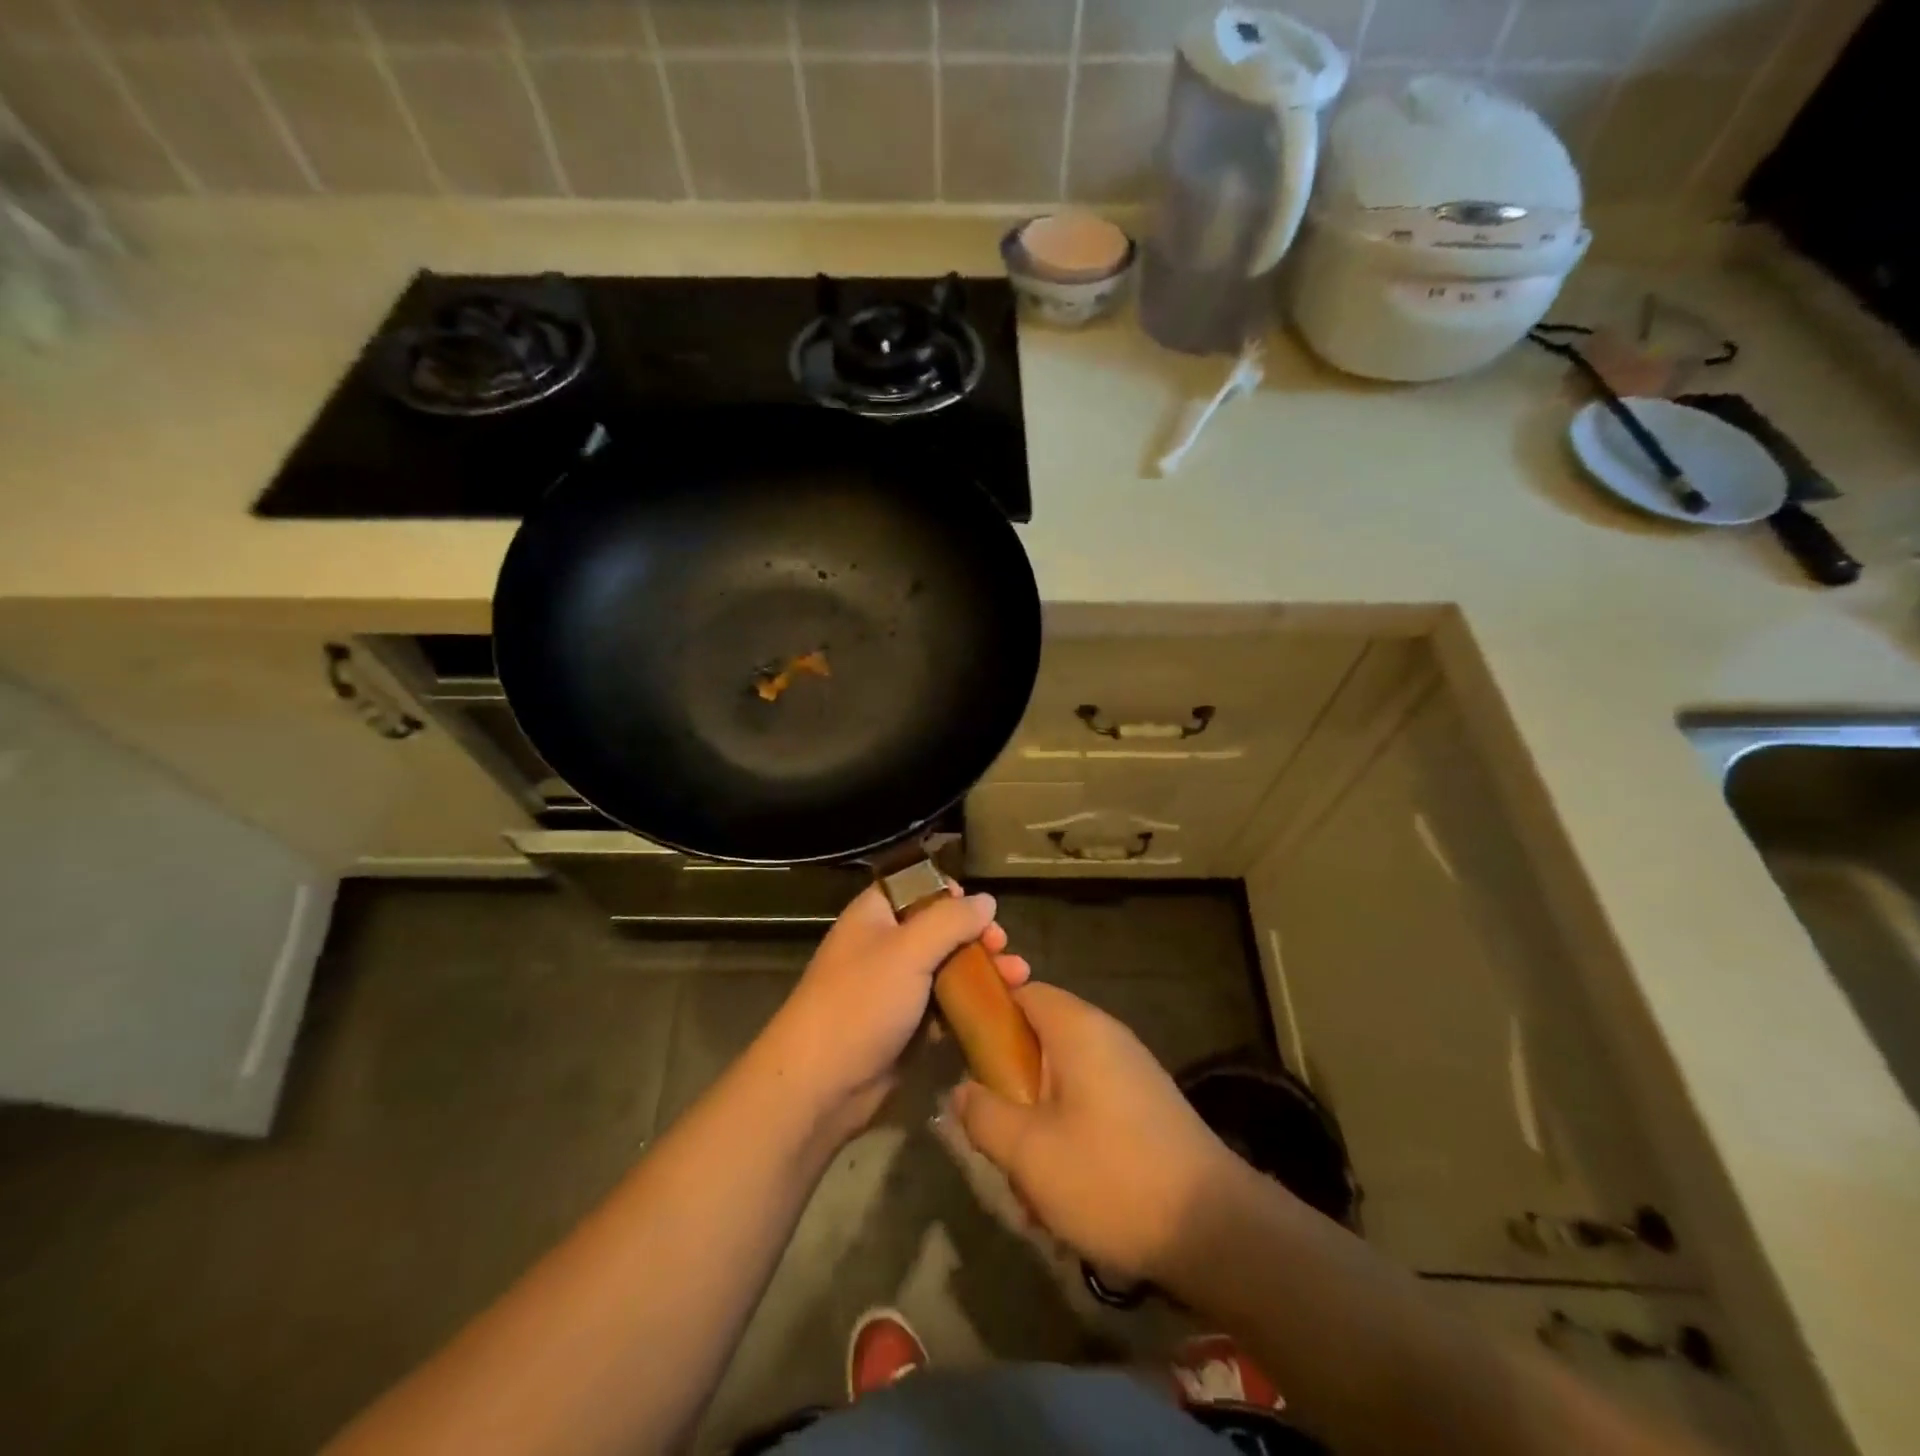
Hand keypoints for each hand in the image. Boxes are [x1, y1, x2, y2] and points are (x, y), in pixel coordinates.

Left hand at [762, 883, 1028, 1137]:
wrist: (821, 1084)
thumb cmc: (860, 1002)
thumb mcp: (907, 950)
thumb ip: (950, 921)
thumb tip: (986, 900)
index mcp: (875, 915)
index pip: (915, 886)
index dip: (949, 893)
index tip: (979, 909)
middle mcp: (885, 945)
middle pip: (939, 928)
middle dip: (976, 935)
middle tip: (1003, 946)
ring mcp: (895, 988)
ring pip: (947, 968)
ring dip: (983, 969)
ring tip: (1020, 975)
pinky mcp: (907, 1026)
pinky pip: (945, 1006)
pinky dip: (971, 1003)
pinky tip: (1002, 1006)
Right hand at [952, 983, 1237, 1283]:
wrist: (1216, 1230)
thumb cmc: (1112, 1177)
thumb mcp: (1029, 1152)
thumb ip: (984, 1114)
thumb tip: (961, 1090)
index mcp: (1077, 1028)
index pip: (1021, 991)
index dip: (986, 1014)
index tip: (960, 1053)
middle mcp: (1106, 1037)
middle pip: (1038, 1040)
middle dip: (1010, 1088)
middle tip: (995, 1134)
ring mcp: (1130, 1072)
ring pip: (1061, 1082)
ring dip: (1037, 1124)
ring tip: (1030, 1184)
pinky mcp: (1145, 1107)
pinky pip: (1089, 1105)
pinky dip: (1068, 1137)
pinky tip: (1065, 1194)